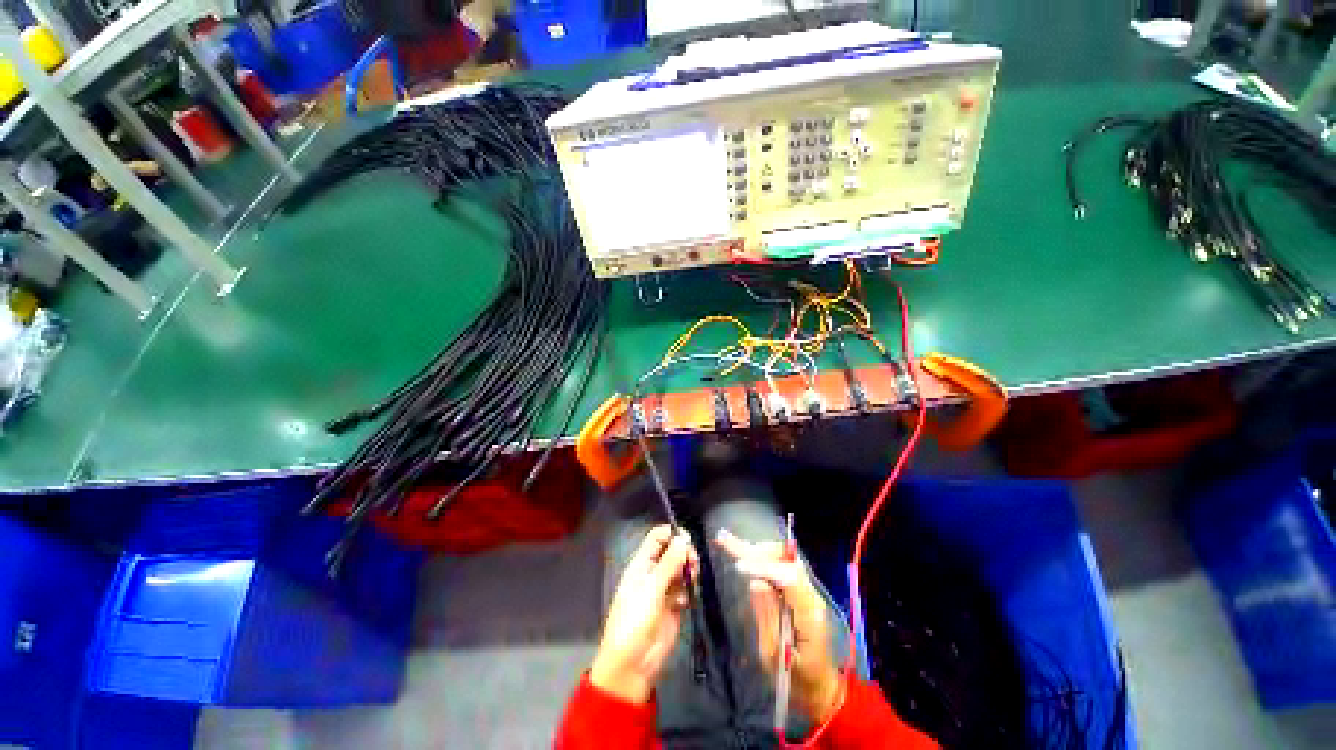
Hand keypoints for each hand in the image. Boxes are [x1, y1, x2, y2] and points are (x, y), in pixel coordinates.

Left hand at [591, 525, 699, 703]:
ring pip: (682, 569)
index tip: (688, 540)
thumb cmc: (635, 622)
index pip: (657, 538)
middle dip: (685, 553)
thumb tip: (682, 538)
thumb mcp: (651, 590)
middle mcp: (653, 573)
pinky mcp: (674, 606)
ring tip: (693, 581)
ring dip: (690, 571)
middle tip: (694, 563)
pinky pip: (686, 589)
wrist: (633, 665)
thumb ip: (668, 564)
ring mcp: (664, 589)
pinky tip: (688, 601)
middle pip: (673, 551)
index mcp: (641, 564)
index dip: (672, 535)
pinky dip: (690, 590)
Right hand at [715, 528, 842, 724]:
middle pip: (786, 559)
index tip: (738, 567)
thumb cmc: (797, 680)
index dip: (763, 568)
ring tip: (729, 543)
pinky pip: (780, 565)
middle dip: (756, 551)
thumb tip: (755, 583)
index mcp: (809, 614)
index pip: (789, 578)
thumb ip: (767, 617)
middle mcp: (811, 595)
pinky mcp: (798, 591)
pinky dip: (760, 556)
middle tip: (727, 543)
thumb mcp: (777, 658)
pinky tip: (741, 549)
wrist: (819, 688)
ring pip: (783, 557)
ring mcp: (807, 591)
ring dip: (756, 550)